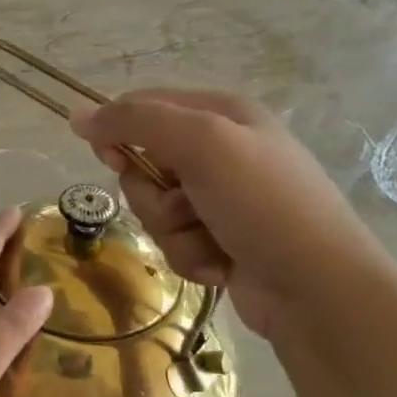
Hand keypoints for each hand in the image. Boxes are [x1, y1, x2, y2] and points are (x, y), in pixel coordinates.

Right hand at [70, 89, 382, 339]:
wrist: (318, 288)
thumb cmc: (262, 203)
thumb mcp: (201, 143)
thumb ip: (135, 122)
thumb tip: (77, 116)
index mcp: (220, 114)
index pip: (143, 107)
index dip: (118, 132)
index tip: (111, 158)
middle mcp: (221, 151)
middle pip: (144, 165)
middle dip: (154, 195)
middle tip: (185, 205)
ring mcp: (222, 200)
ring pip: (155, 209)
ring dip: (174, 231)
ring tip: (211, 240)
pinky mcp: (221, 240)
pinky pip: (175, 242)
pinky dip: (191, 256)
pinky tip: (222, 264)